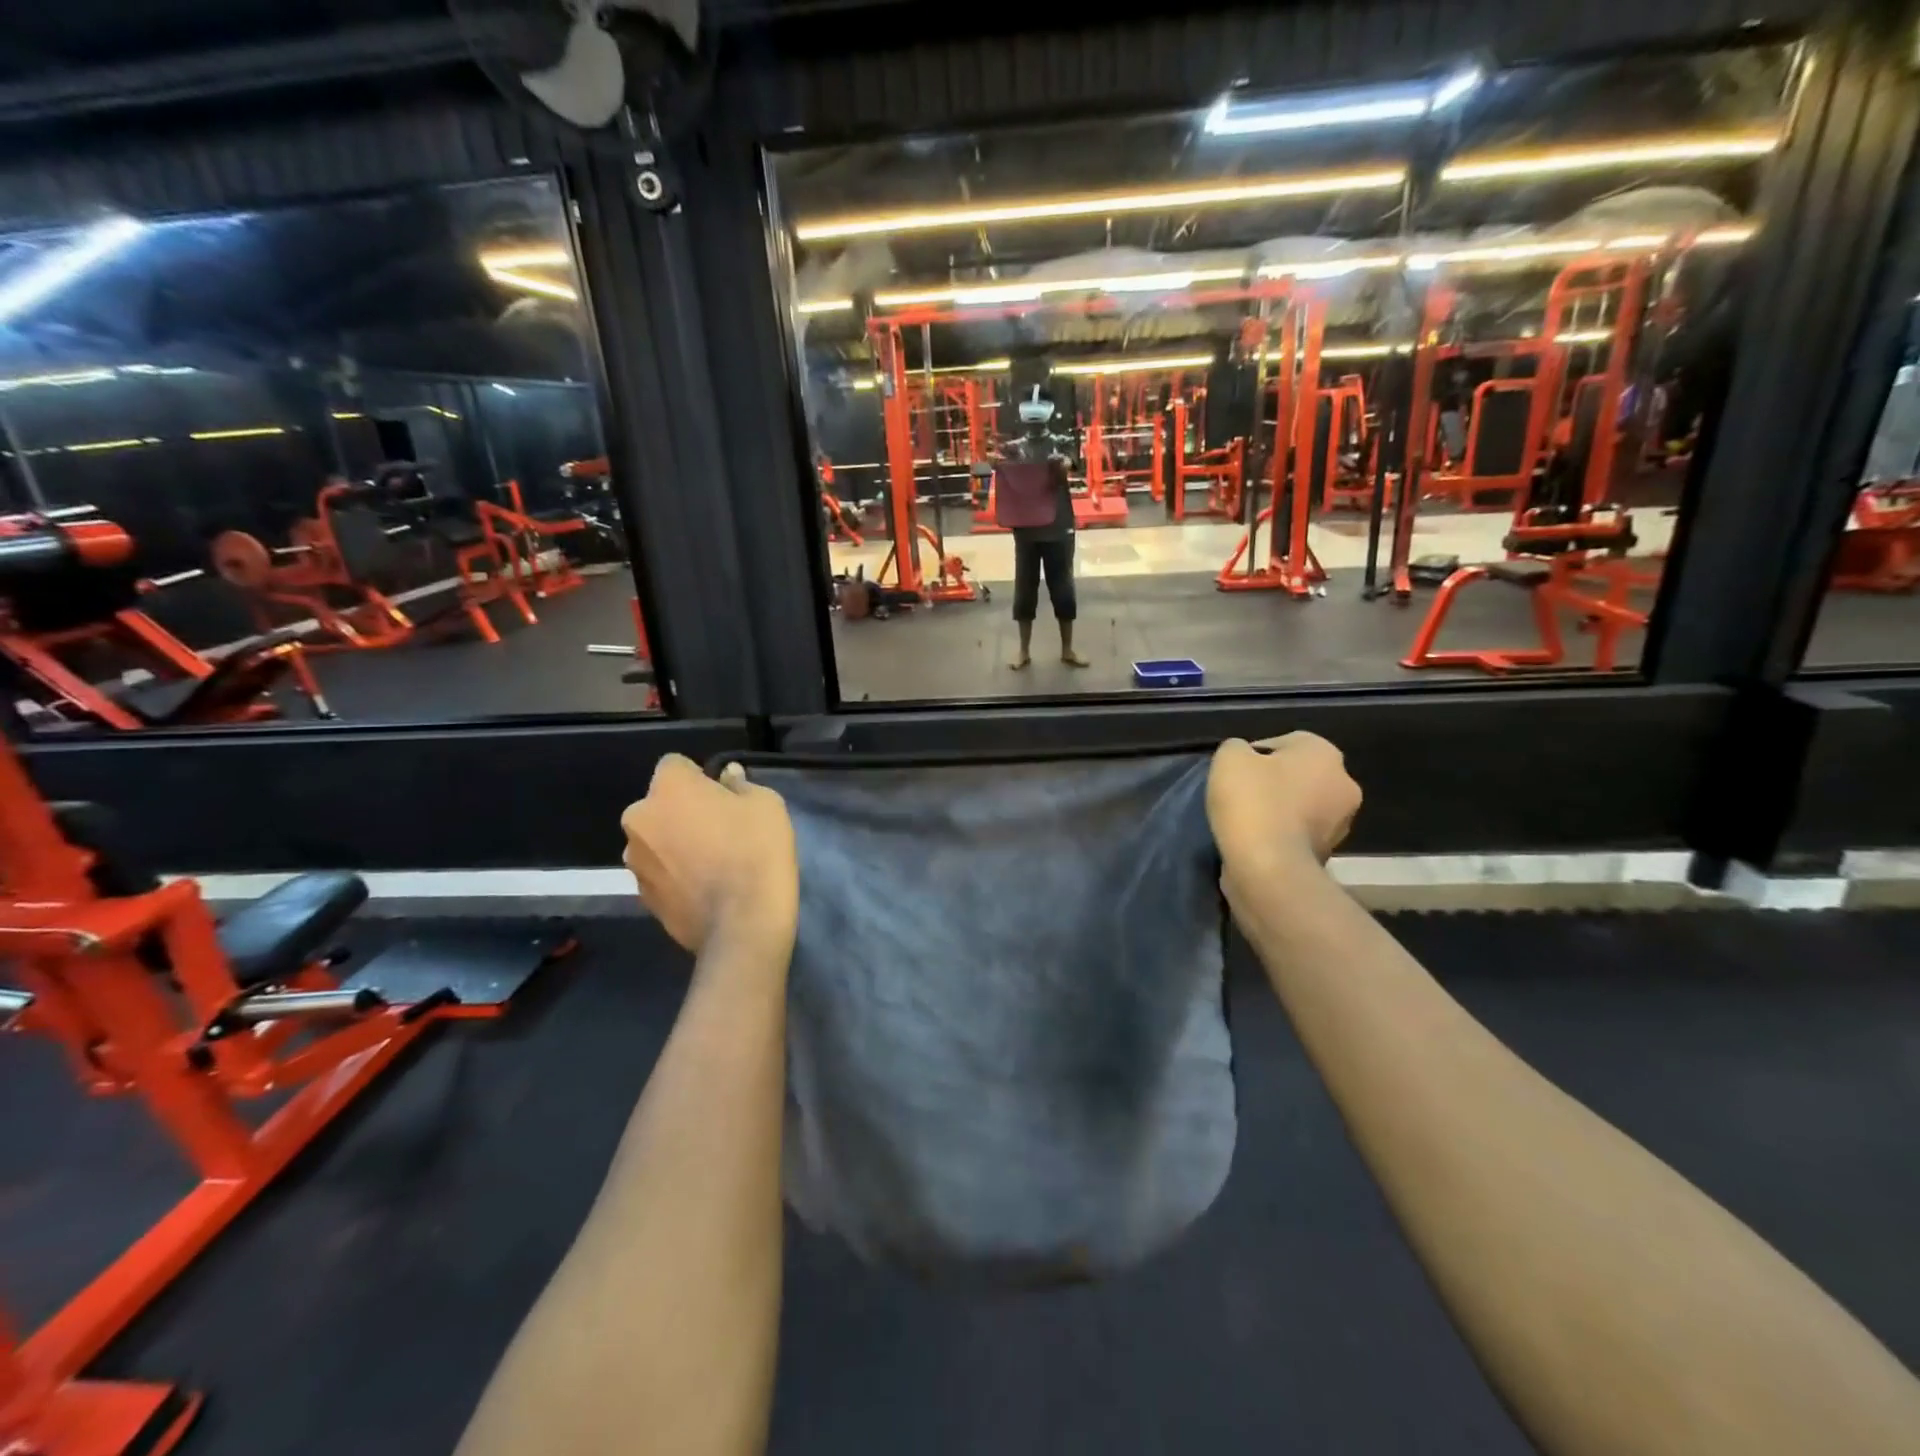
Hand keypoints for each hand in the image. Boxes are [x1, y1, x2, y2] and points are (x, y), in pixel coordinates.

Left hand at [620, 756, 797, 954]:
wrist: (742, 924)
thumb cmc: (756, 852)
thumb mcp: (766, 804)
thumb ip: (740, 784)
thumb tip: (727, 776)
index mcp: (668, 788)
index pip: (675, 764)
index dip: (699, 777)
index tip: (723, 796)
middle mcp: (639, 819)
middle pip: (660, 804)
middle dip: (681, 811)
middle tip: (718, 829)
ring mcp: (635, 861)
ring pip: (656, 839)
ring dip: (675, 843)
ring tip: (711, 863)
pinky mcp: (641, 896)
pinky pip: (659, 872)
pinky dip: (675, 874)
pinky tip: (704, 887)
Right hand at [1207, 734, 1360, 875]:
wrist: (1268, 868)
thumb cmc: (1252, 802)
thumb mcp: (1229, 758)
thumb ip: (1237, 748)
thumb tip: (1245, 757)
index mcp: (1324, 753)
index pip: (1283, 743)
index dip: (1253, 757)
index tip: (1233, 774)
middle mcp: (1343, 784)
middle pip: (1297, 776)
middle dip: (1271, 784)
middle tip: (1239, 796)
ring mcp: (1340, 824)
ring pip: (1300, 807)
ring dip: (1278, 811)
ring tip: (1245, 822)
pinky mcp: (1328, 854)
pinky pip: (1297, 835)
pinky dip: (1279, 836)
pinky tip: (1255, 842)